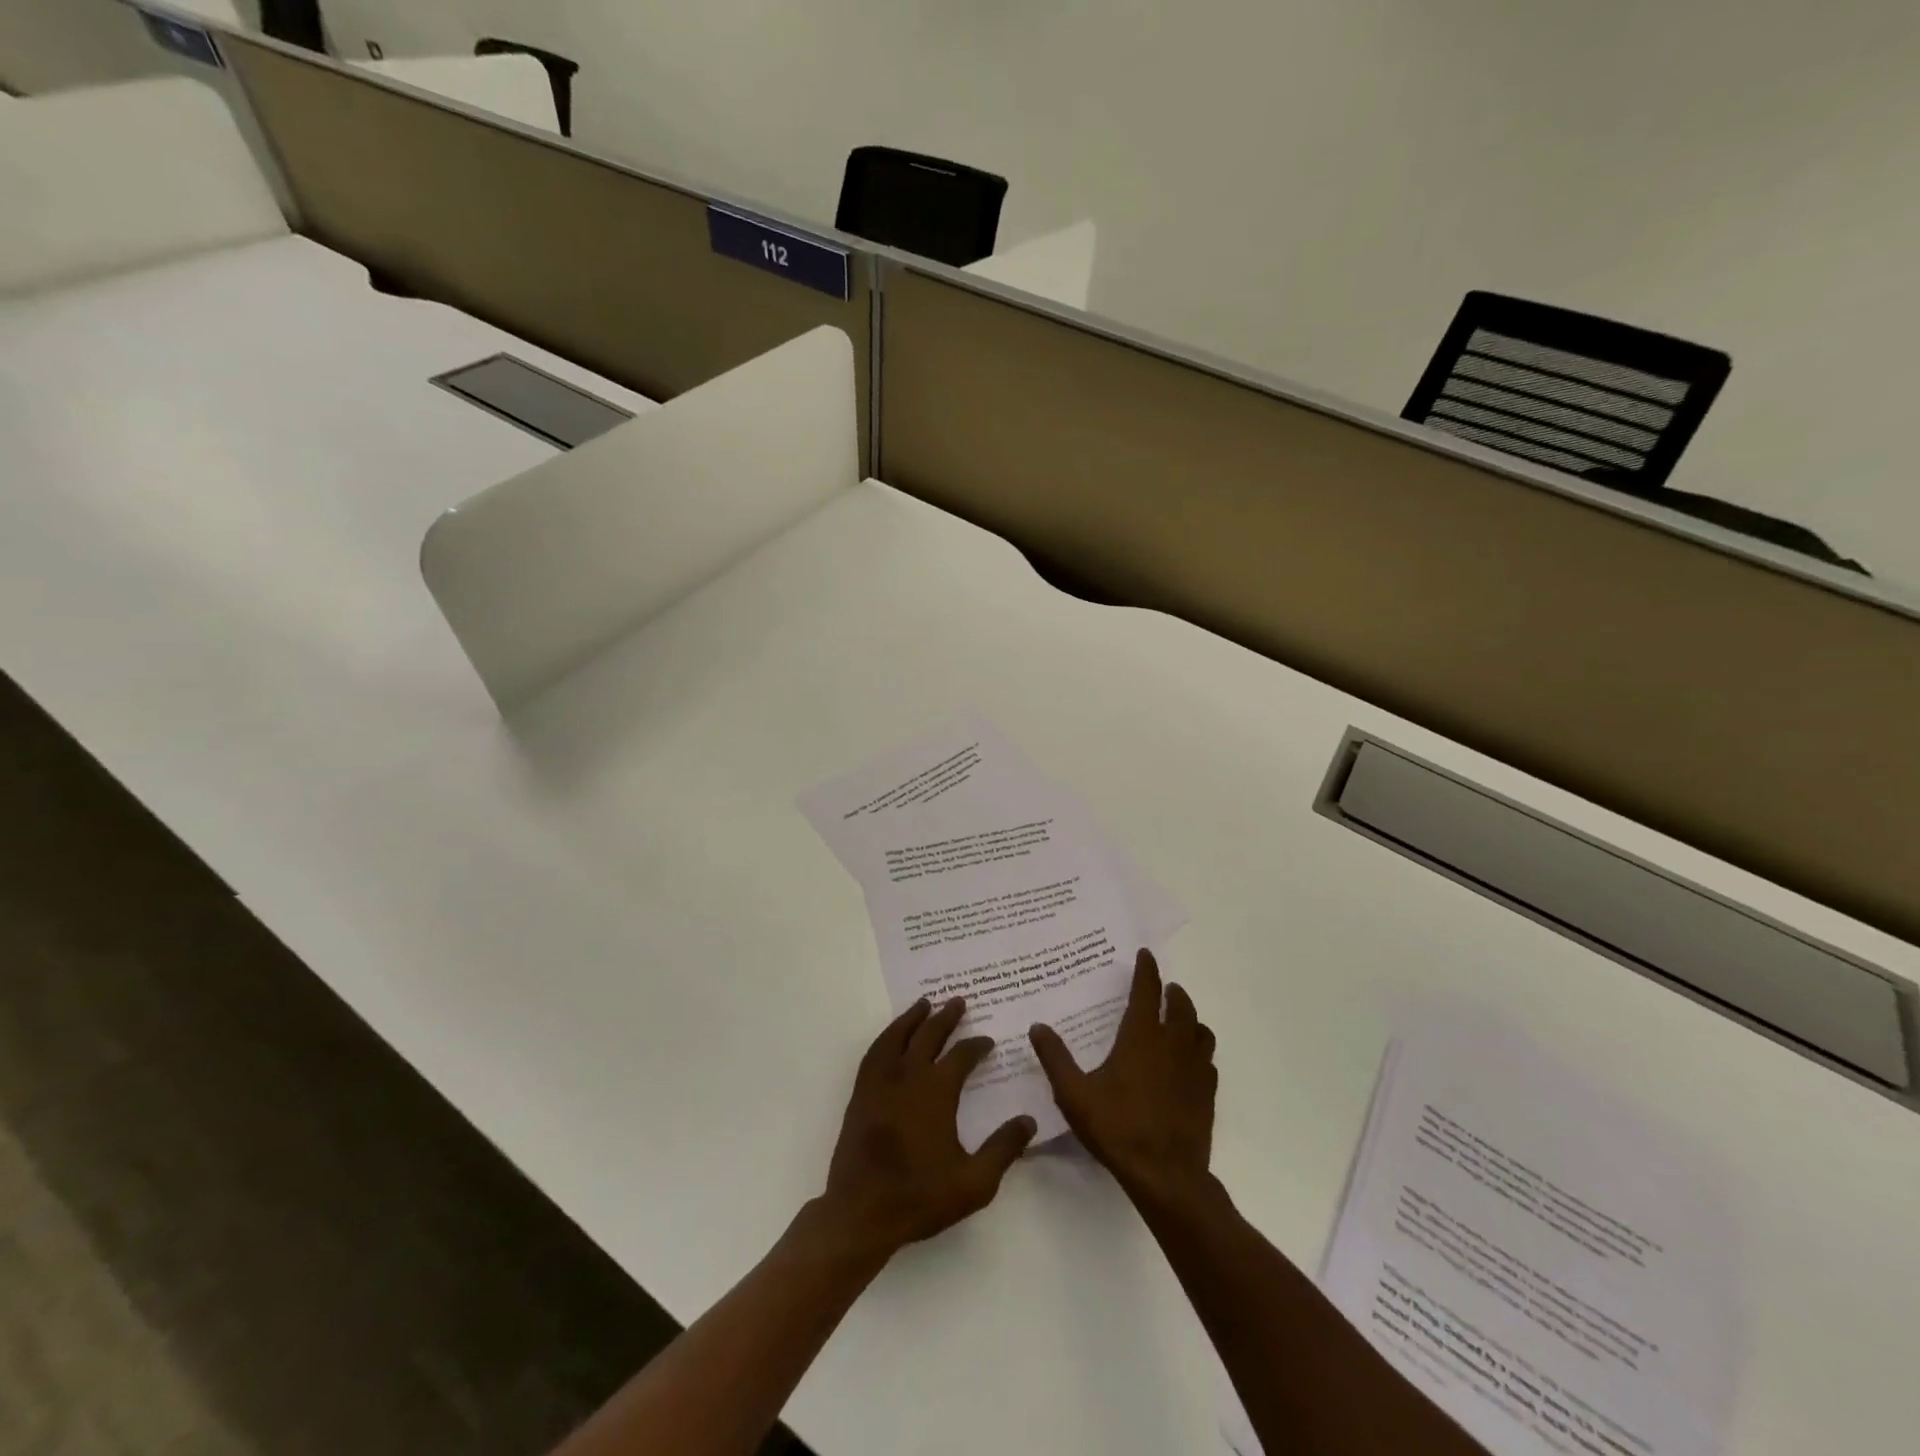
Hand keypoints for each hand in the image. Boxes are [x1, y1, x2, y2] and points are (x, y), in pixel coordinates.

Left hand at [822, 998, 1036, 1259]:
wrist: (861, 1213)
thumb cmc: (920, 1197)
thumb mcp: (974, 1183)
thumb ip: (1003, 1149)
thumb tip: (1029, 1120)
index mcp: (936, 1092)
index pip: (961, 1057)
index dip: (976, 1046)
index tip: (988, 1041)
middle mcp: (908, 1077)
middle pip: (928, 1036)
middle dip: (946, 1017)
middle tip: (959, 1001)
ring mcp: (880, 1083)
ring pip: (897, 1037)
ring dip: (913, 1018)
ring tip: (924, 1004)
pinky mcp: (861, 1094)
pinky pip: (874, 1053)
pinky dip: (886, 1036)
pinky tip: (892, 1036)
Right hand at [1028, 949, 1216, 1208]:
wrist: (1166, 1176)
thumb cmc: (1117, 1128)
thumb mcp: (1074, 1093)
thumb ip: (1055, 1058)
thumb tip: (1037, 1026)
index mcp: (1141, 1037)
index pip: (1147, 991)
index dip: (1147, 970)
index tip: (1146, 954)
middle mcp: (1172, 1045)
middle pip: (1181, 1006)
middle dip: (1173, 992)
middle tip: (1164, 987)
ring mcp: (1194, 1069)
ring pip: (1200, 1031)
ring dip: (1191, 1018)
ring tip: (1180, 1019)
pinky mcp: (1207, 1094)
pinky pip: (1208, 1060)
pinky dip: (1199, 1050)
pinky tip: (1190, 1061)